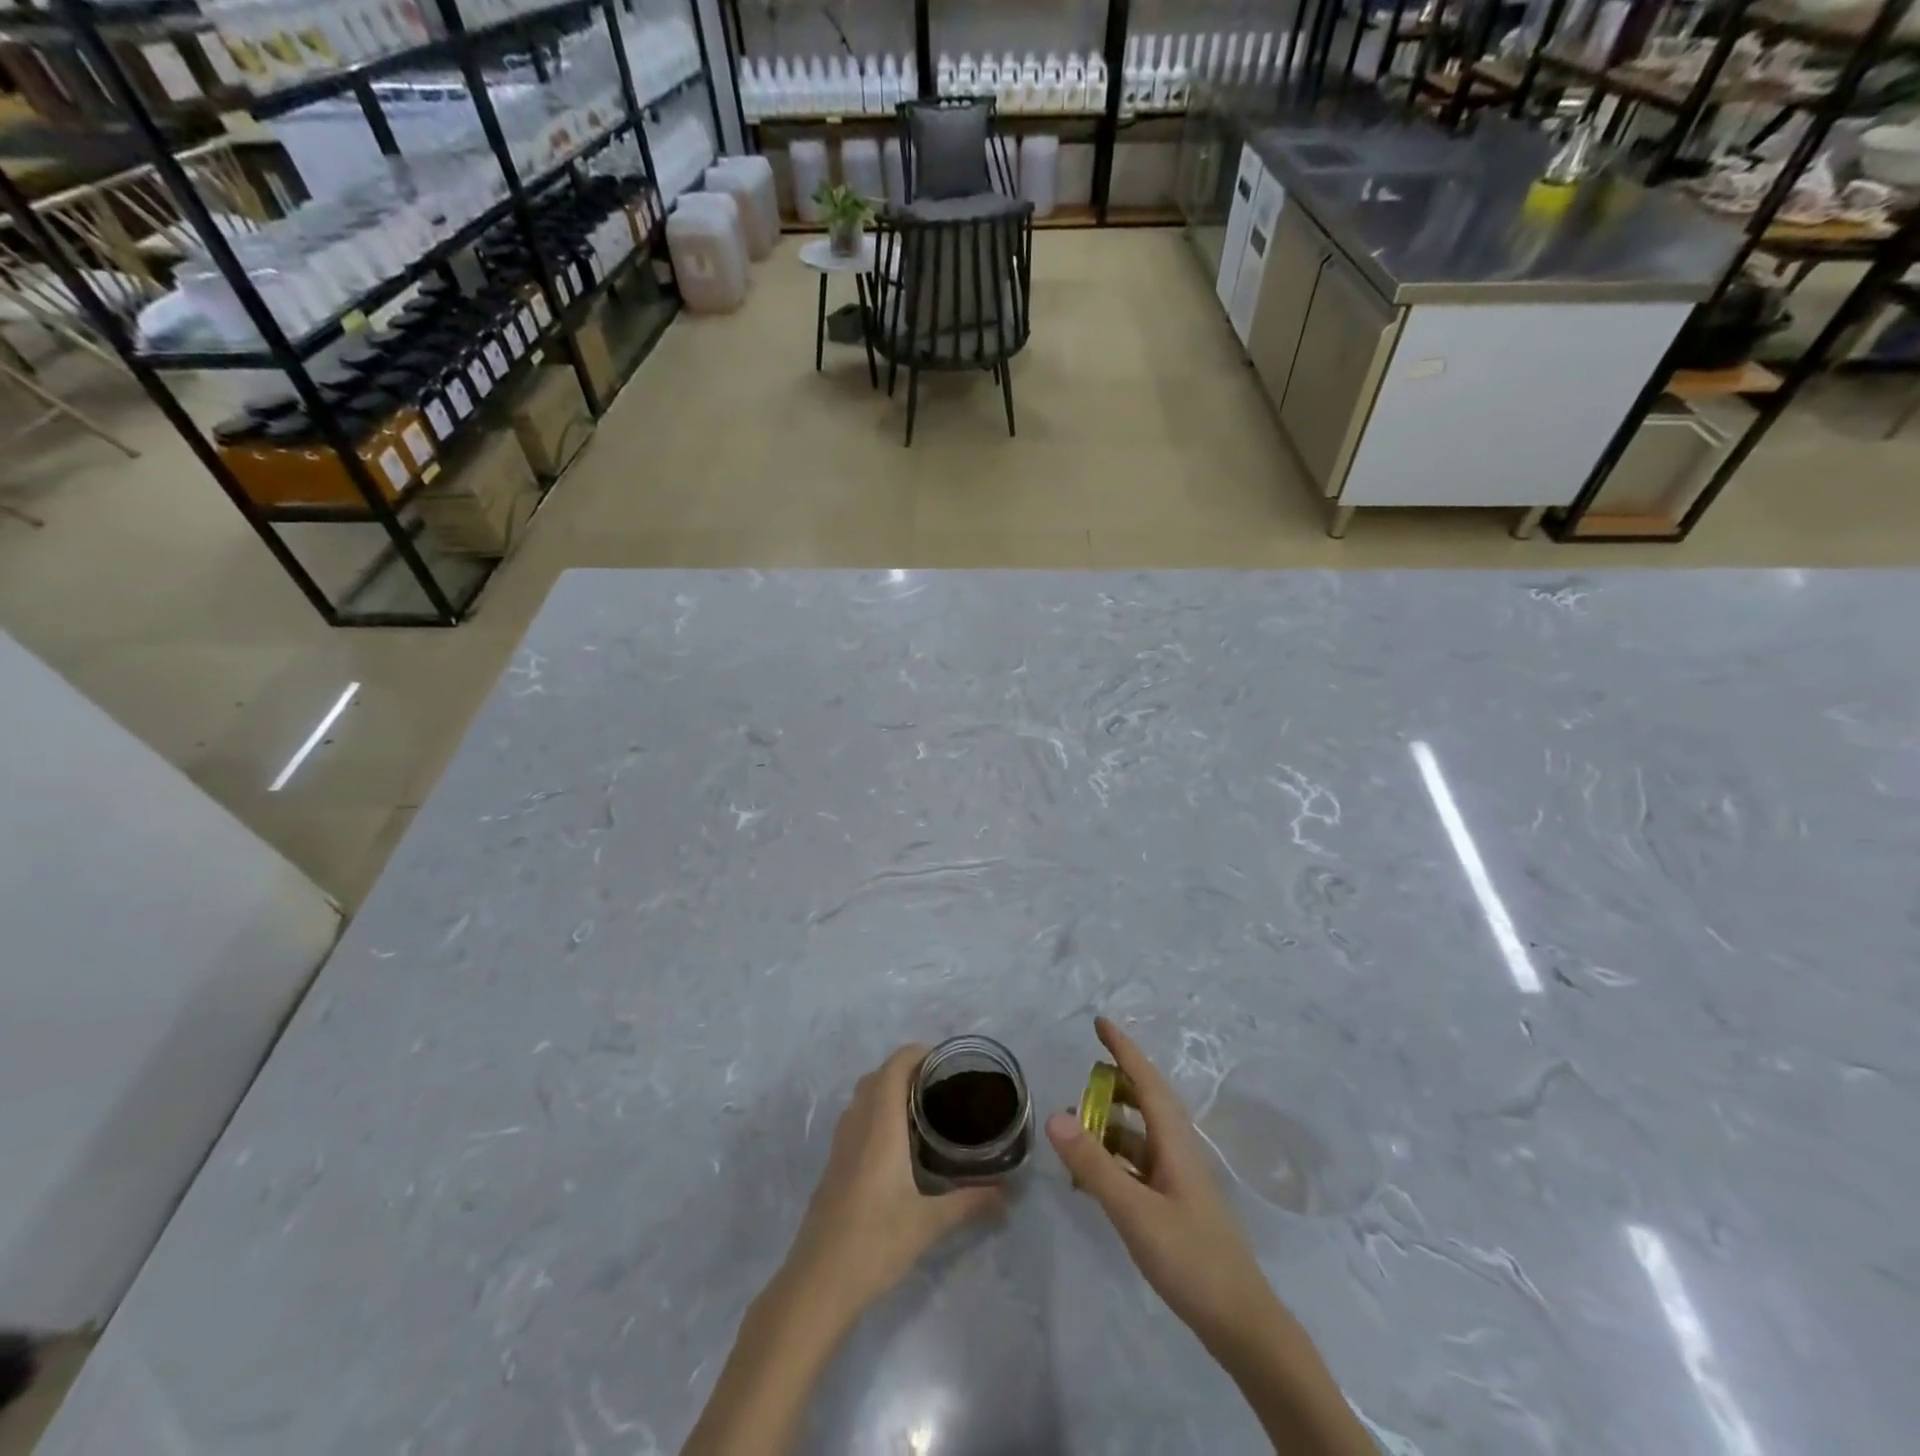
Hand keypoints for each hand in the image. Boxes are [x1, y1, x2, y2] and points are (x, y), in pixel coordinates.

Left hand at [782, 1044, 1002, 1328]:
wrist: (816, 1284)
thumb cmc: (874, 1243)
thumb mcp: (929, 1223)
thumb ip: (970, 1202)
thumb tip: (1007, 1193)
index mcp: (881, 1125)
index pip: (895, 1066)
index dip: (919, 1054)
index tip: (947, 1063)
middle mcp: (858, 1124)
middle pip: (878, 1076)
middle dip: (907, 1071)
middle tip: (941, 1088)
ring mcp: (840, 1145)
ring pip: (863, 1097)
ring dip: (888, 1091)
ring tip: (923, 1111)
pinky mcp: (833, 1165)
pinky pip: (855, 1119)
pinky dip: (876, 1113)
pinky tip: (897, 1146)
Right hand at [1045, 1017, 1278, 1353]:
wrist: (1240, 1323)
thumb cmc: (1190, 1259)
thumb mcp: (1135, 1211)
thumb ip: (1094, 1165)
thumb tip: (1053, 1115)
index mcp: (1175, 1141)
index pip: (1146, 1081)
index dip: (1124, 1049)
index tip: (1101, 1021)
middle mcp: (1178, 1151)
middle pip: (1146, 1101)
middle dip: (1116, 1080)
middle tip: (1084, 1068)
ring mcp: (1177, 1179)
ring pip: (1140, 1135)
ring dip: (1111, 1121)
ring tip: (1075, 1121)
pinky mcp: (1173, 1205)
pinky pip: (1138, 1164)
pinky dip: (1113, 1157)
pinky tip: (1092, 1174)